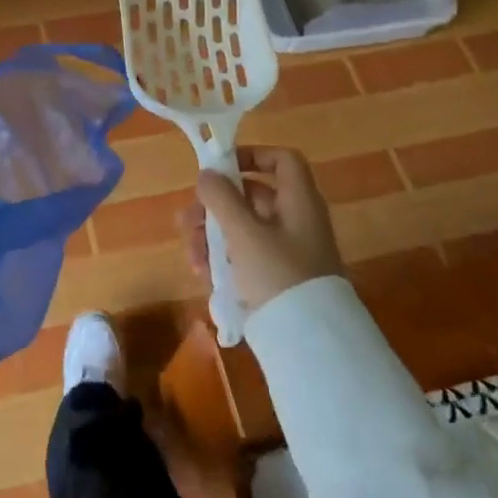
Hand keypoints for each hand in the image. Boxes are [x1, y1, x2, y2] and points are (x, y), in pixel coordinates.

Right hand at [184, 146, 342, 313]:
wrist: (310, 342)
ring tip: (192, 257)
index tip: (220, 167)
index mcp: (298, 200)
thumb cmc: (278, 273)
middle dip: (214, 207)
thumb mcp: (244, 232)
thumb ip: (221, 198)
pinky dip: (224, 259)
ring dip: (212, 236)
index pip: (282, 160)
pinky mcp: (278, 277)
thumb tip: (207, 174)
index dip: (252, 155)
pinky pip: (246, 255)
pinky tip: (205, 275)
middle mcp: (296, 219)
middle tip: (188, 221)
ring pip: (243, 228)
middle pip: (251, 196)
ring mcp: (288, 250)